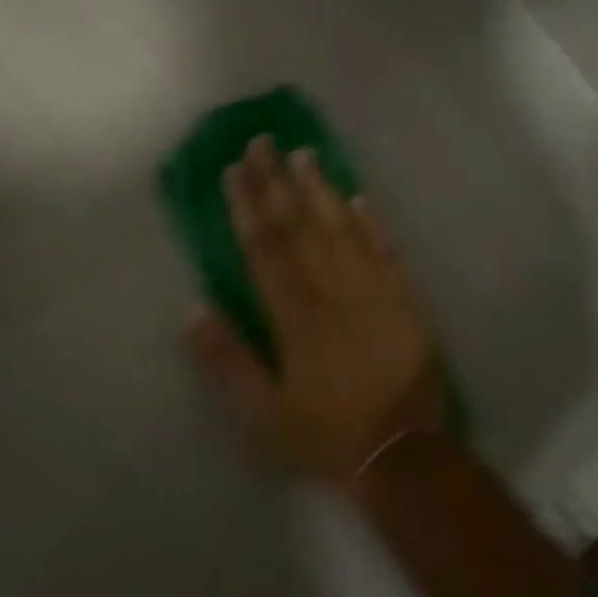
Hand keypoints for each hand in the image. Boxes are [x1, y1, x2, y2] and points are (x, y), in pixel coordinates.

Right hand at [184, 135, 445, 486]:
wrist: (406, 455)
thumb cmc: (326, 436)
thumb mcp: (263, 416)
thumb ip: (227, 361)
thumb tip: (191, 309)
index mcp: (296, 316)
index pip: (266, 247)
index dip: (248, 205)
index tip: (235, 169)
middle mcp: (334, 290)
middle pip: (301, 226)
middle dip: (278, 181)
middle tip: (263, 141)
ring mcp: (374, 289)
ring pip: (342, 227)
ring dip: (321, 188)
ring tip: (304, 153)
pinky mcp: (405, 298)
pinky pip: (386, 249)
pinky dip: (372, 221)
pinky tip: (359, 196)